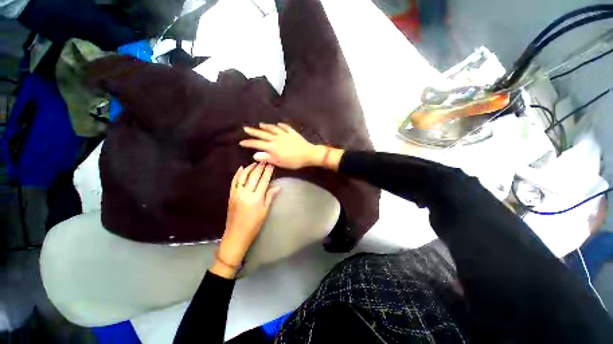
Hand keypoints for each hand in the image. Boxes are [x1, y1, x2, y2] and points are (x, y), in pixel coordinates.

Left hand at [213, 163, 280, 278]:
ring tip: (255, 162)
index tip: (272, 164)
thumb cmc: (254, 224)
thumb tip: (278, 186)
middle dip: (260, 167)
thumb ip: (270, 197)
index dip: (268, 171)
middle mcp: (246, 193)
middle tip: (265, 160)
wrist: (236, 235)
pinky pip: (234, 182)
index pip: (264, 180)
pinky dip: (237, 174)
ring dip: (249, 168)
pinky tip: (241, 168)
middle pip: (254, 176)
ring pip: (243, 176)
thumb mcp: (265, 211)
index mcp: (256, 197)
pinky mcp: (231, 195)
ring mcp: (237, 193)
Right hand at [240, 123, 324, 169]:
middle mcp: (276, 138)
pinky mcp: (292, 133)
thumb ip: (267, 158)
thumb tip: (255, 155)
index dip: (249, 143)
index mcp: (272, 147)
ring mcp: (284, 134)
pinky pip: (285, 127)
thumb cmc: (294, 161)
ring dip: (266, 126)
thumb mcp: (279, 162)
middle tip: (246, 128)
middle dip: (253, 131)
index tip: (241, 142)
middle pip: (263, 134)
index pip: (258, 144)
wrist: (308, 154)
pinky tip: (278, 124)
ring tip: (260, 124)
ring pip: (273, 129)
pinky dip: (280, 125)